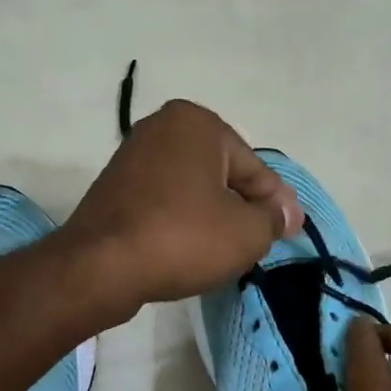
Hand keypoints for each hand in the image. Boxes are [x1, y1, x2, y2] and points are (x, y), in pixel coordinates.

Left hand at [64, 99, 301, 314]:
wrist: (101, 267)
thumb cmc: (183, 238)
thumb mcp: (247, 232)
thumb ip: (274, 218)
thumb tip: (287, 213)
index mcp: (197, 122)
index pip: (253, 168)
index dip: (275, 203)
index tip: (289, 230)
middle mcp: (162, 127)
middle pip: (222, 175)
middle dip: (242, 207)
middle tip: (259, 242)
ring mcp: (133, 156)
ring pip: (192, 189)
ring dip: (213, 216)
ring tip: (226, 250)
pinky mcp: (114, 188)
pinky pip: (164, 202)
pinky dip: (182, 221)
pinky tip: (190, 248)